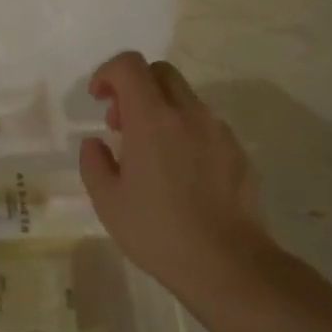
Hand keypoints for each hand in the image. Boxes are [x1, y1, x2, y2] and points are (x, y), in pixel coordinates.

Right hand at [79, 52, 279, 311]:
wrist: (230, 265)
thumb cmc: (159, 232)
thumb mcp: (108, 202)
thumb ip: (94, 162)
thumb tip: (96, 143)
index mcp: (152, 119)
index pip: (129, 65)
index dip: (108, 73)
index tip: (99, 100)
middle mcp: (187, 113)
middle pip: (159, 72)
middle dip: (134, 87)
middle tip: (122, 124)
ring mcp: (218, 131)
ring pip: (184, 98)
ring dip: (161, 110)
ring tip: (150, 154)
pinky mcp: (238, 151)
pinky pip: (205, 125)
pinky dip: (185, 132)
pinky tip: (181, 174)